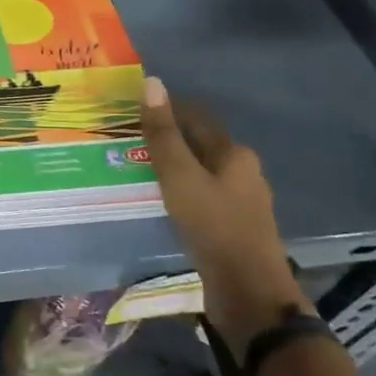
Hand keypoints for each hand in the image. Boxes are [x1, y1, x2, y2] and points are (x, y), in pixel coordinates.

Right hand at [140, 77, 310, 362]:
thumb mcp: (180, 177)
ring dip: (172, 167)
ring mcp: (240, 201)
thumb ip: (163, 134)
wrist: (248, 292)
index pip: (196, 117)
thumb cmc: (213, 227)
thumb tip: (152, 82)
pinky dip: (179, 191)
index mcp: (234, 153)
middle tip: (126, 141)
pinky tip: (160, 201)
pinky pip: (202, 196)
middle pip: (199, 144)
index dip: (165, 110)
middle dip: (166, 139)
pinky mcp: (233, 226)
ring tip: (136, 169)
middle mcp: (243, 171)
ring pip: (200, 172)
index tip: (130, 111)